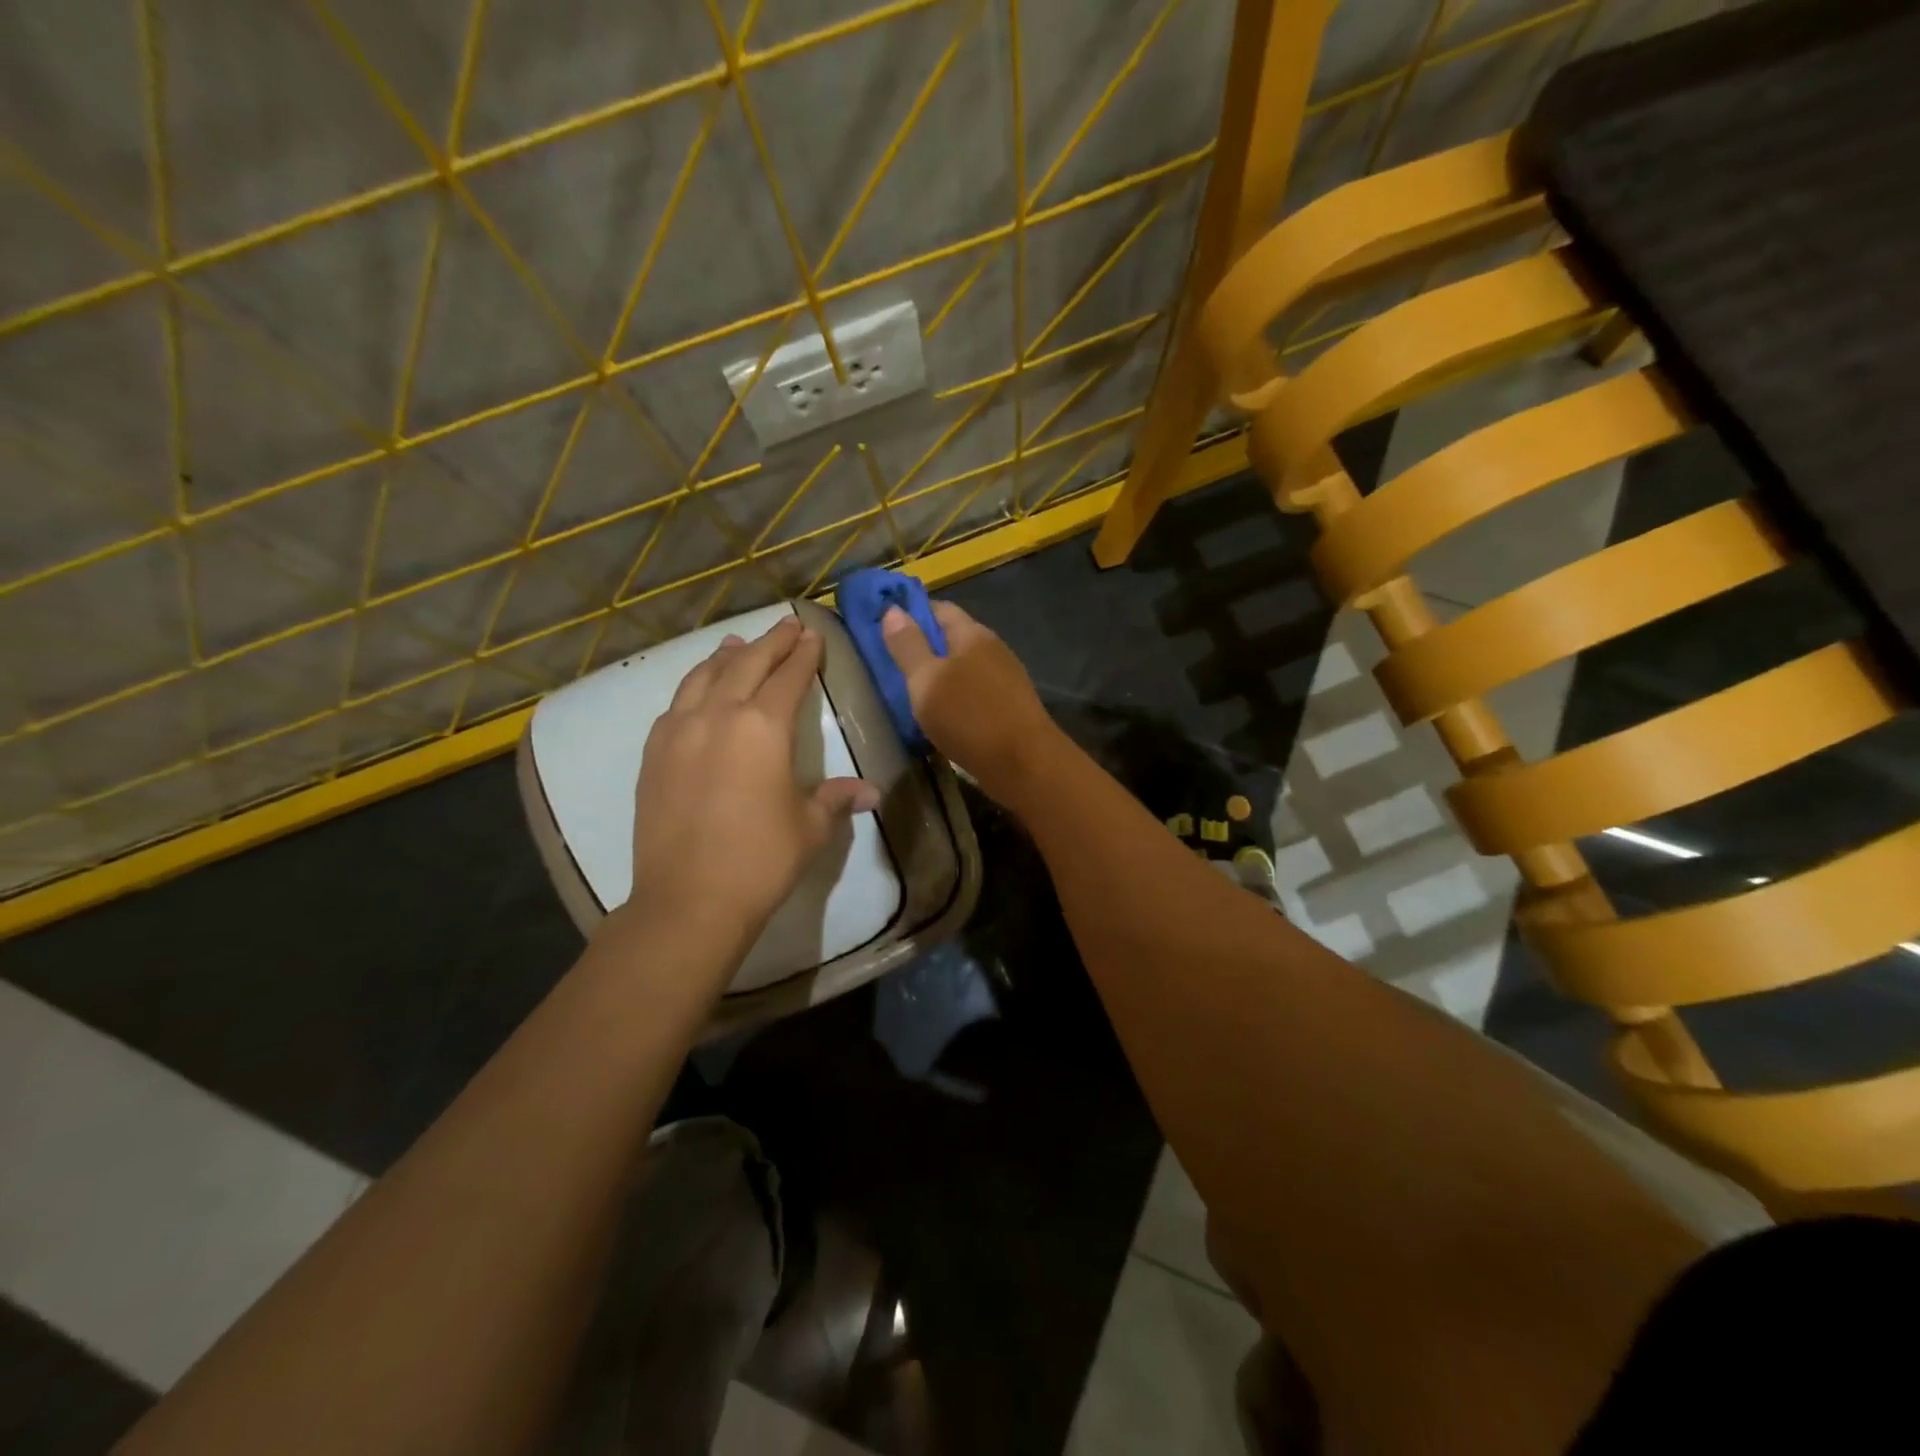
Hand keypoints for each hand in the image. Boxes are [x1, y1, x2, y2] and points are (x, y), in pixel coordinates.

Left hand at [626, 617, 878, 954]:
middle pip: (746, 664)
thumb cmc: (761, 859)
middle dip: (770, 643)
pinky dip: (694, 687)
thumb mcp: (810, 827)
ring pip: (703, 677)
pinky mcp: (653, 753)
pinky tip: (698, 691)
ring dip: (726, 657)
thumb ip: (836, 798)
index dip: (804, 655)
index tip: (813, 636)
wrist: (689, 899)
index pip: (789, 677)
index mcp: (763, 727)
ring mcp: (679, 731)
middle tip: (786, 626)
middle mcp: (718, 715)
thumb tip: (870, 792)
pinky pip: (676, 704)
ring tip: (737, 644)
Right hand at [881, 600, 1061, 806]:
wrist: (1025, 765)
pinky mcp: (1010, 708)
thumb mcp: (926, 681)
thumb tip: (893, 609)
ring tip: (912, 692)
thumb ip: (908, 646)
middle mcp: (993, 649)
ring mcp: (1005, 679)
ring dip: (940, 676)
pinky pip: (975, 693)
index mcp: (973, 635)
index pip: (939, 609)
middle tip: (891, 664)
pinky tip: (942, 716)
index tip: (884, 627)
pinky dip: (956, 698)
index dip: (911, 613)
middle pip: (953, 638)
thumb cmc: (970, 718)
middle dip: (925, 647)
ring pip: (965, 668)